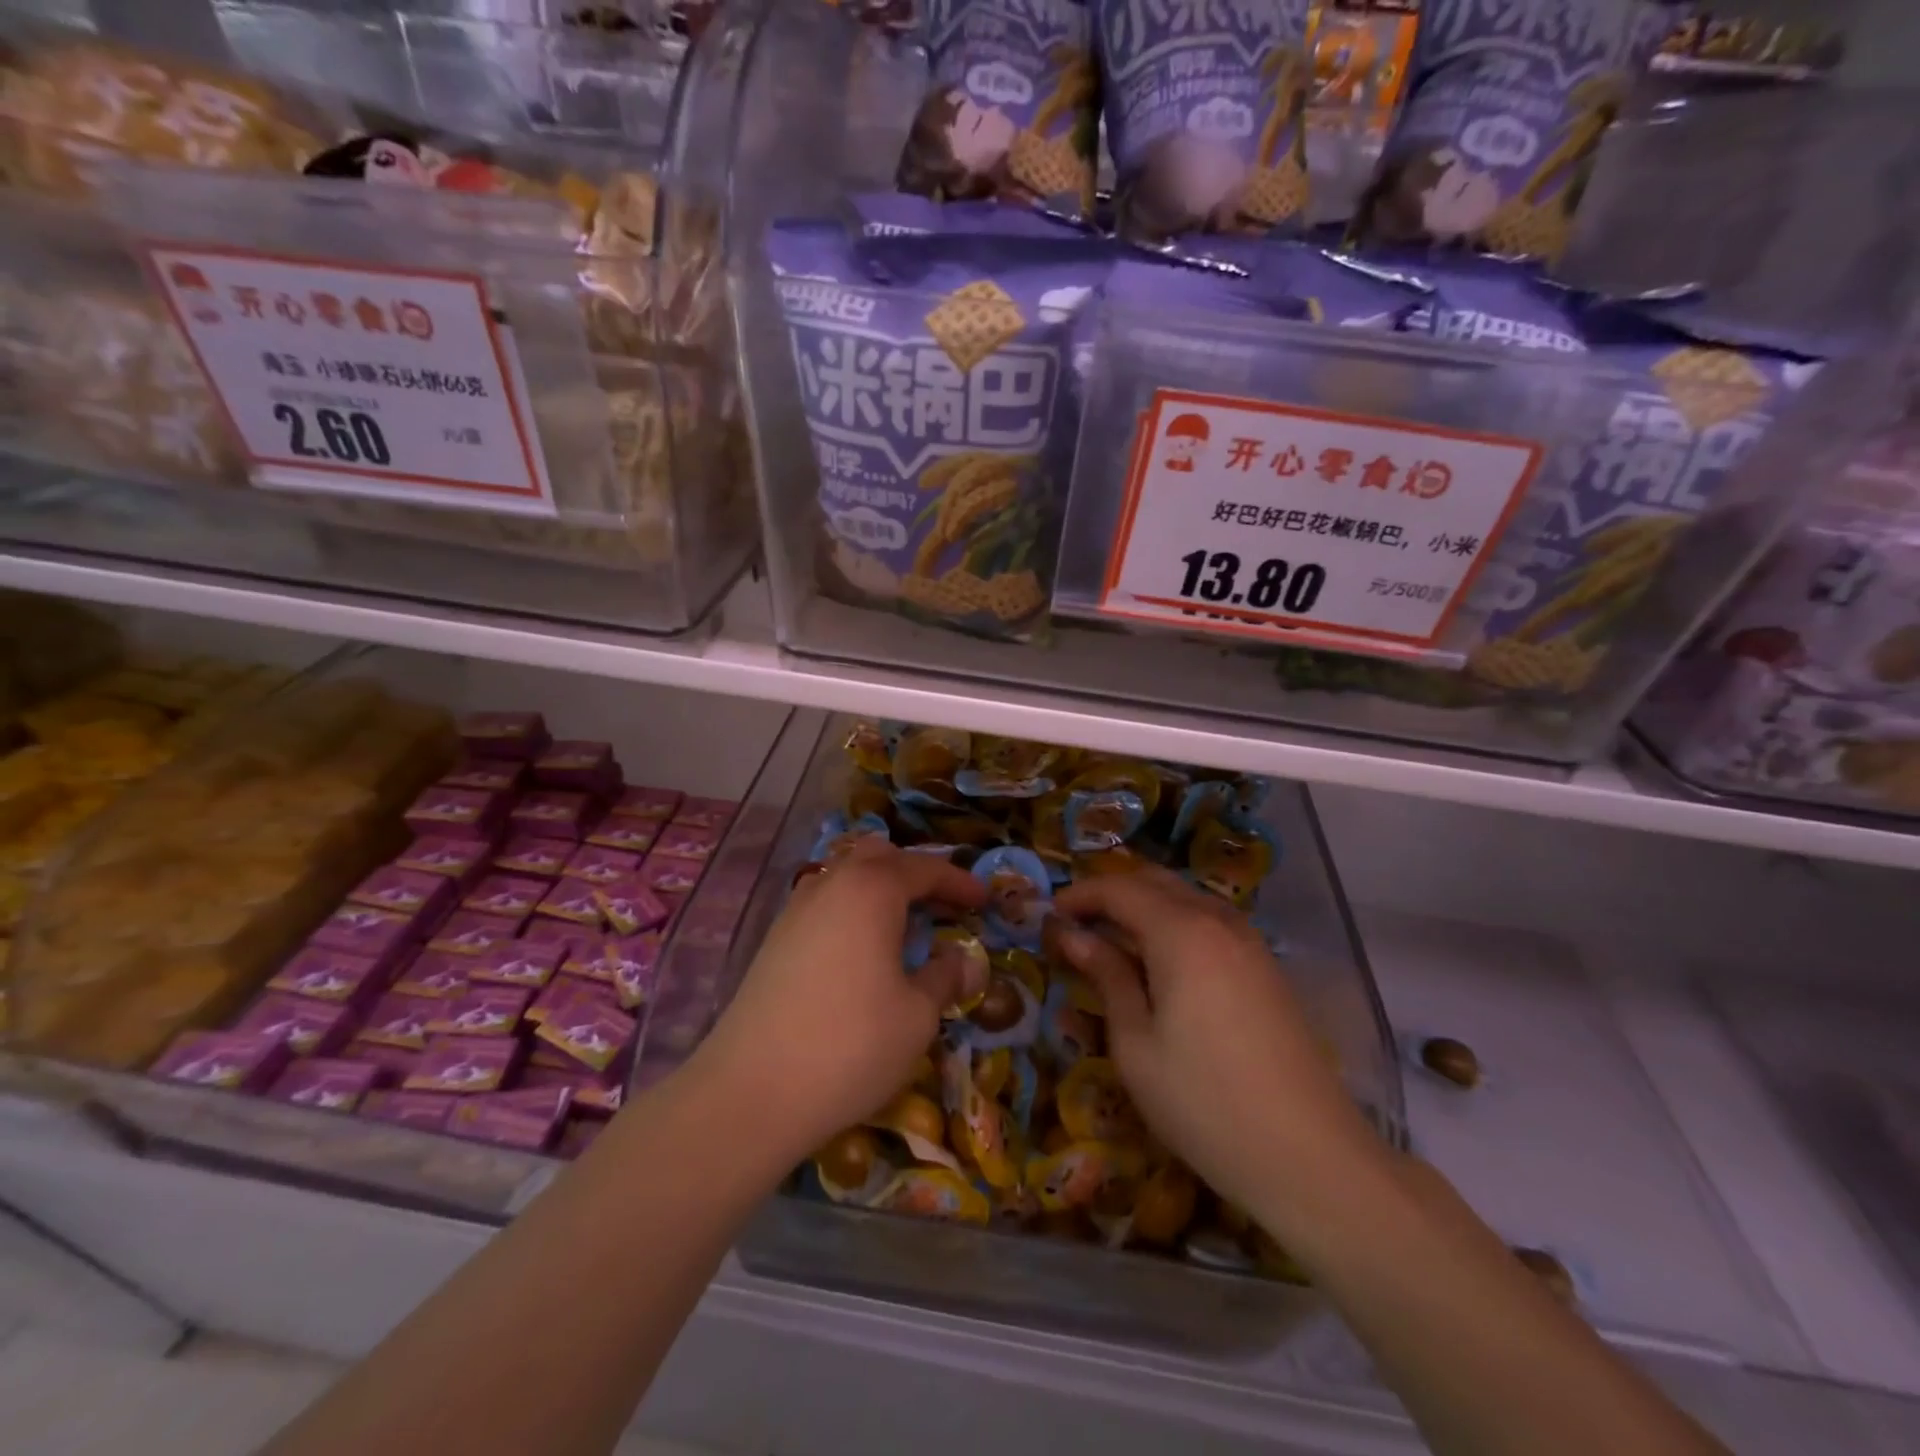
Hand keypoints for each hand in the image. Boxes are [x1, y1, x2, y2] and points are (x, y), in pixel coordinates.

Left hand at [689, 841, 986, 1162]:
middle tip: (943, 906)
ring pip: (846, 875)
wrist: (752, 1090)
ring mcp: (796, 909)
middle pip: (879, 856)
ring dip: (880, 888)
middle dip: (915, 873)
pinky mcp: (775, 939)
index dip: (959, 882)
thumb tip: (963, 960)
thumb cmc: (851, 1045)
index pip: (925, 868)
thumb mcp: (917, 1015)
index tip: (984, 900)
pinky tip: (862, 949)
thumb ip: (945, 977)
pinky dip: (853, 909)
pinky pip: (824, 902)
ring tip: (904, 925)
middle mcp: (831, 884)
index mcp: (872, 889)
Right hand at [1048, 866, 1376, 1216]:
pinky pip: (1210, 923)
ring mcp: (1249, 942)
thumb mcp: (1135, 1043)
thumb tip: (1072, 935)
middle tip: (1076, 923)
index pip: (1119, 888)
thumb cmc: (1204, 1102)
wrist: (1310, 1157)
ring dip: (1145, 906)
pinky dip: (1175, 925)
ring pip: (1186, 898)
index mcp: (1181, 931)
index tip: (1049, 915)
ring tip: (1112, 942)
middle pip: (1156, 881)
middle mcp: (1217, 921)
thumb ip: (1107, 976)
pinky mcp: (1266, 968)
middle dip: (1111, 892)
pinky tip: (1161, 964)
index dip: (1080, 895)